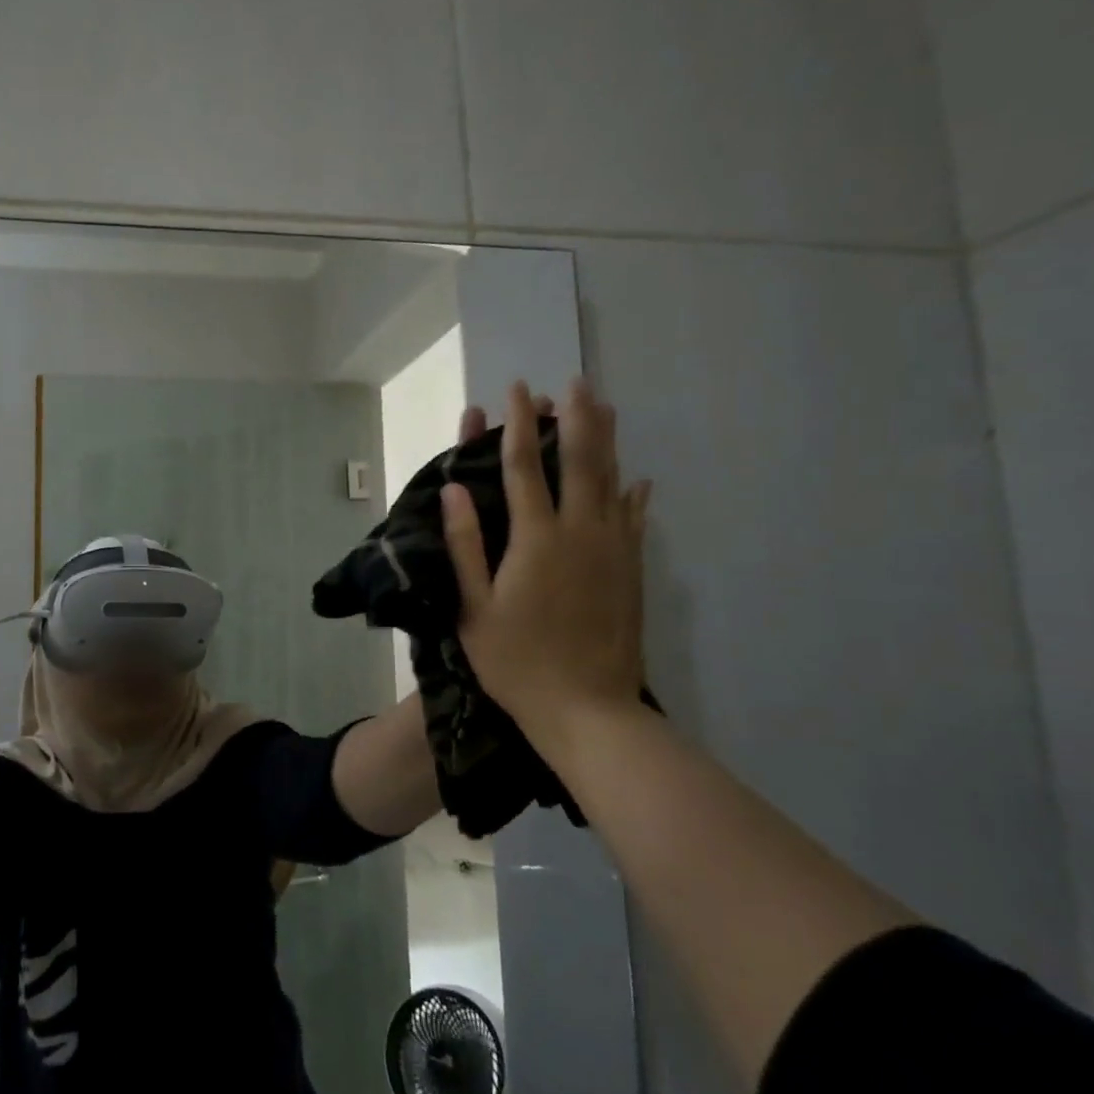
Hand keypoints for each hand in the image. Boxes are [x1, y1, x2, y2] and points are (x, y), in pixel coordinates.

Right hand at [441, 379, 650, 753]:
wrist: (588, 711)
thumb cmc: (517, 662)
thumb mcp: (473, 608)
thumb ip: (465, 545)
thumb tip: (453, 489)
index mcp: (535, 539)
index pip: (524, 466)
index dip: (518, 425)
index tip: (517, 391)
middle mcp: (579, 532)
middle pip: (579, 462)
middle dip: (575, 418)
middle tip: (575, 382)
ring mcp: (612, 551)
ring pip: (612, 482)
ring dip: (607, 442)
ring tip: (607, 407)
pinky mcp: (631, 572)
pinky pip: (634, 521)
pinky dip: (635, 495)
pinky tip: (640, 480)